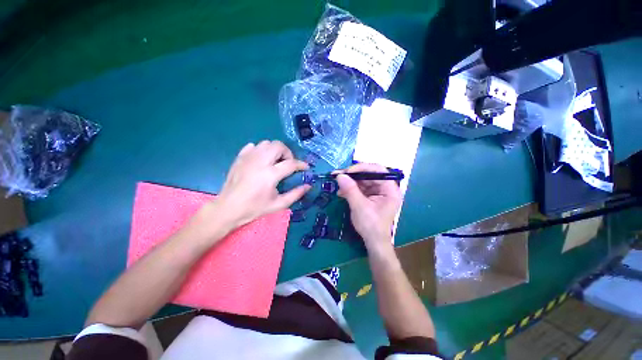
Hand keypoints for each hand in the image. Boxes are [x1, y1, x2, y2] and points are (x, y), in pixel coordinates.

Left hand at [209, 140, 310, 231]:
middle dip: (287, 153)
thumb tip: (308, 186)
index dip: (301, 164)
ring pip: (266, 143)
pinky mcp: (240, 158)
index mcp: (270, 175)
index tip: (306, 168)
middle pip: (278, 146)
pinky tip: (261, 160)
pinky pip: (253, 146)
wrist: (228, 208)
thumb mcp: (278, 204)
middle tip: (288, 164)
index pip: (291, 163)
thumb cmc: (255, 208)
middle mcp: (260, 162)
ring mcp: (248, 158)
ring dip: (275, 150)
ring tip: (275, 162)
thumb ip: (295, 194)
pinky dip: (260, 150)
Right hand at [336, 163, 401, 252]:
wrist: (374, 242)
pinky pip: (361, 188)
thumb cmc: (371, 226)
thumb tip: (339, 175)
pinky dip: (351, 188)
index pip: (378, 170)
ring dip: (350, 182)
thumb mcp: (359, 207)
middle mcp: (386, 188)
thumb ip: (350, 190)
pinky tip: (342, 192)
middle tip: (339, 176)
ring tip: (338, 186)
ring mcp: (378, 192)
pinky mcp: (371, 196)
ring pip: (363, 180)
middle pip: (369, 174)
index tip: (347, 172)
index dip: (362, 168)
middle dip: (353, 175)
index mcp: (390, 189)